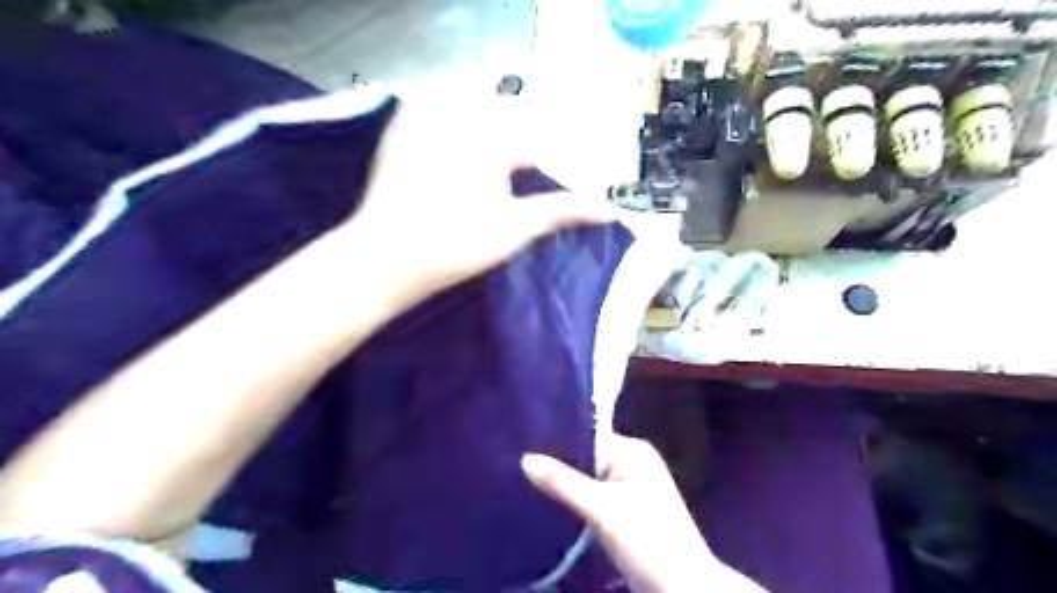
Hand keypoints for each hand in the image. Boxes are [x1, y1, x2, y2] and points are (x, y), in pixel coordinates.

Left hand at [343, 92, 615, 308]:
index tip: (545, 188)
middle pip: (508, 117)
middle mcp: (461, 113)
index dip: (547, 165)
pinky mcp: (404, 125)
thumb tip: (608, 209)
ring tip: (489, 173)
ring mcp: (427, 115)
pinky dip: (456, 125)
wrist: (383, 257)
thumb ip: (562, 211)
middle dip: (520, 145)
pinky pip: (439, 109)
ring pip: (475, 108)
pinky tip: (458, 157)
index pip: (537, 140)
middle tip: (519, 181)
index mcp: (493, 137)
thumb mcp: (514, 229)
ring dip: (490, 131)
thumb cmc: (455, 245)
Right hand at [522, 434, 763, 589]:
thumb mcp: (601, 509)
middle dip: (558, 466)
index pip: (586, 437)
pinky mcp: (627, 510)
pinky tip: (550, 504)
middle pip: (586, 458)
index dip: (556, 443)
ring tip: (527, 483)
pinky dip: (576, 502)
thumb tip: (524, 459)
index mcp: (632, 451)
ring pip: (588, 479)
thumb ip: (562, 482)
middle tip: (519, 468)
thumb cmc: (647, 539)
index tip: (522, 447)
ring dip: (565, 486)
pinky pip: (595, 497)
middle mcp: (633, 462)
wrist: (683, 589)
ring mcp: (631, 487)